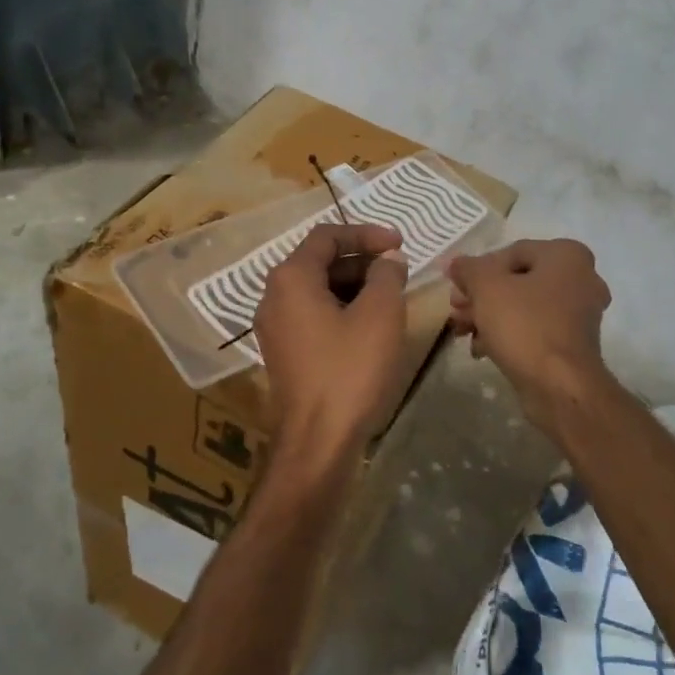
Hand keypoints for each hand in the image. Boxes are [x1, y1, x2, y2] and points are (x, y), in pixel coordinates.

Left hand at [255, 222, 409, 463]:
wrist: (318, 441)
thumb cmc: (350, 370)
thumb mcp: (380, 314)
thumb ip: (387, 275)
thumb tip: (389, 259)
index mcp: (291, 278)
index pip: (327, 235)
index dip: (367, 233)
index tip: (400, 244)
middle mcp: (274, 296)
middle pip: (320, 261)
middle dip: (362, 261)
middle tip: (398, 271)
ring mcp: (275, 327)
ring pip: (318, 290)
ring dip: (354, 286)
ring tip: (390, 298)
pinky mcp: (283, 352)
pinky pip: (313, 315)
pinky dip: (342, 309)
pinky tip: (370, 326)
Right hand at [448, 239, 612, 434]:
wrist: (560, 386)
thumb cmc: (524, 325)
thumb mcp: (486, 288)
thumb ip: (467, 269)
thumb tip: (454, 262)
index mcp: (566, 255)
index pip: (511, 252)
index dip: (477, 269)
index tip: (455, 288)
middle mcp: (581, 278)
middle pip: (517, 280)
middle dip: (481, 296)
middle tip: (455, 311)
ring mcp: (580, 313)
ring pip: (524, 306)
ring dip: (489, 316)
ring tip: (462, 332)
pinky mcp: (573, 343)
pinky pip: (535, 329)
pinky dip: (508, 334)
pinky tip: (481, 349)